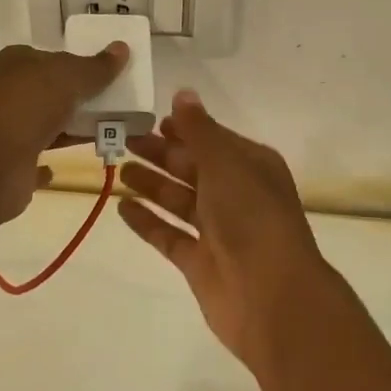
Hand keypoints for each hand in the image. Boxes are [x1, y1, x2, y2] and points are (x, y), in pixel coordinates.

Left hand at [0, 41, 127, 223]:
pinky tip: (72, 160)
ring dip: (73, 128)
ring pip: (48, 125)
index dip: (74, 62)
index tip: (104, 71)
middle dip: (78, 97)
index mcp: (16, 64)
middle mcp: (8, 94)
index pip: (48, 57)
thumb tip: (122, 48)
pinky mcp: (12, 165)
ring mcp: (8, 131)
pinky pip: (38, 160)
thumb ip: (97, 66)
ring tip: (111, 130)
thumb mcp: (70, 75)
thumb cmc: (29, 104)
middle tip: (116, 101)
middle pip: (50, 92)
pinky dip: (51, 161)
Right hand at [118, 90, 328, 370]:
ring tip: (118, 169)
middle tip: (123, 139)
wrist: (272, 297)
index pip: (213, 139)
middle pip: (192, 168)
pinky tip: (122, 208)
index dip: (184, 129)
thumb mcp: (225, 163)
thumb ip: (199, 130)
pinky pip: (169, 234)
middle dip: (160, 153)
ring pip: (179, 200)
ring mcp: (218, 230)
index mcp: (251, 166)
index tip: (151, 120)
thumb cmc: (252, 216)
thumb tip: (183, 93)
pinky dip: (147, 221)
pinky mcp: (200, 263)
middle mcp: (236, 194)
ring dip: (151, 184)